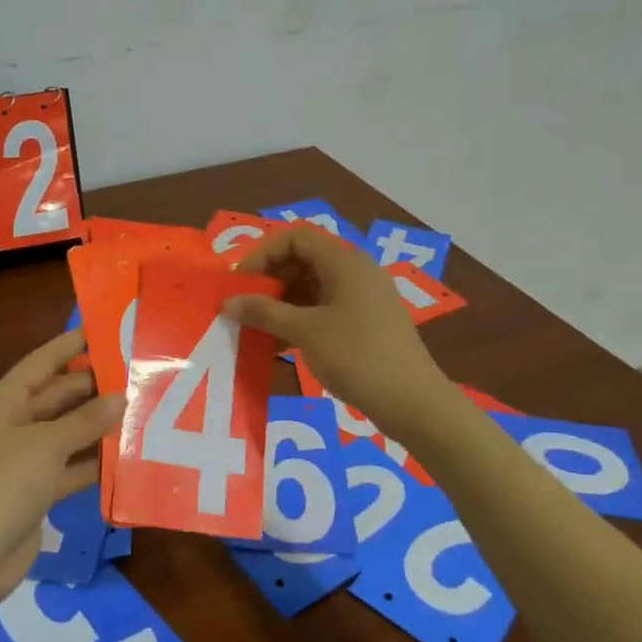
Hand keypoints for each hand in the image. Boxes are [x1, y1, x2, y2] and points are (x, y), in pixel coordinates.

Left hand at [0, 331, 122, 612]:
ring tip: (143, 409)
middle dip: (95, 388)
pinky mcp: (37, 490)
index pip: (43, 362)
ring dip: (99, 426)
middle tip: (138, 376)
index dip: (72, 345)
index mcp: (4, 401)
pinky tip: (128, 455)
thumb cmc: (3, 485)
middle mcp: (14, 423)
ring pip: (69, 432)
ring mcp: (25, 458)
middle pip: (59, 396)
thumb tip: (120, 397)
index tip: (106, 329)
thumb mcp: (46, 445)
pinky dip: (94, 462)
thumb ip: (85, 420)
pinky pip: (71, 465)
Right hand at [225, 225, 446, 433]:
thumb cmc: (358, 356)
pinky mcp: (367, 322)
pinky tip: (281, 345)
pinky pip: (325, 308)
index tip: (240, 283)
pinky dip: (301, 319)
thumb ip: (264, 312)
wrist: (414, 403)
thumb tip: (227, 302)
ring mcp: (364, 297)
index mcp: (345, 261)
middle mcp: (356, 271)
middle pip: (304, 260)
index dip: (263, 254)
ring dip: (283, 303)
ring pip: (313, 286)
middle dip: (270, 280)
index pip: (295, 238)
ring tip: (258, 328)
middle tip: (245, 306)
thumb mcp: (305, 332)